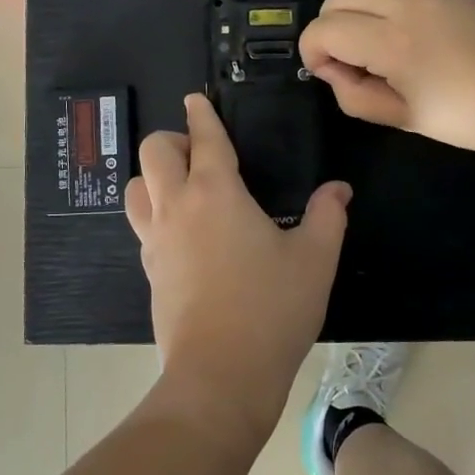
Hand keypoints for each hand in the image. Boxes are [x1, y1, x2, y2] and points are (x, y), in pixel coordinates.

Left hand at [124, 94, 350, 449]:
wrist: (220, 375)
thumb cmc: (272, 309)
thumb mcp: (315, 259)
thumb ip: (328, 215)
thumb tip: (338, 189)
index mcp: (216, 192)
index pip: (204, 138)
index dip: (201, 114)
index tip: (196, 100)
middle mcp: (177, 206)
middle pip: (154, 151)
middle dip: (173, 140)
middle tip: (199, 153)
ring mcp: (156, 239)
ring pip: (135, 186)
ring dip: (153, 176)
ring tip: (182, 189)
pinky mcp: (149, 269)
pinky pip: (141, 224)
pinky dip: (154, 212)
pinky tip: (181, 232)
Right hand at [300, 0, 474, 158]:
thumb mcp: (410, 118)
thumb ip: (359, 96)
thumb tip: (334, 73)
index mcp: (392, 40)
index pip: (324, 28)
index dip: (312, 53)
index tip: (329, 76)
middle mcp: (406, 2)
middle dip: (329, 24)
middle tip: (347, 61)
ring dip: (358, 13)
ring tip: (379, 52)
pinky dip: (386, 8)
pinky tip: (413, 42)